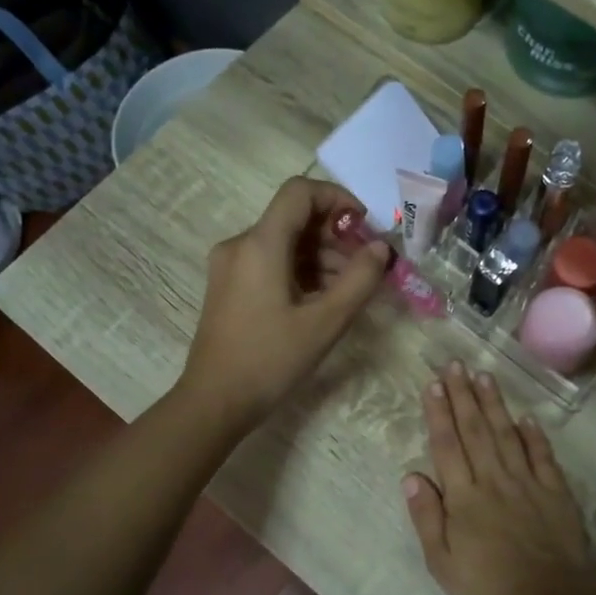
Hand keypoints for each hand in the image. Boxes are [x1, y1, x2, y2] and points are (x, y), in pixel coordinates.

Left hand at [179, 177, 391, 432]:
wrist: (214, 402)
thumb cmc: (270, 360)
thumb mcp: (325, 323)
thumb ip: (359, 280)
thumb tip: (381, 249)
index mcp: (260, 244)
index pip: (299, 192)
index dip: (337, 199)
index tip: (364, 227)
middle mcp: (240, 245)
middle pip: (293, 219)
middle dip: (334, 236)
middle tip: (365, 268)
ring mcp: (230, 266)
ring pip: (283, 243)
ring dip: (320, 257)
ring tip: (348, 292)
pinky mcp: (228, 287)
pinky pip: (269, 263)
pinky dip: (299, 272)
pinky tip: (320, 301)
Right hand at [403, 361, 595, 594]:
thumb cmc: (488, 589)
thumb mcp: (442, 563)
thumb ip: (427, 517)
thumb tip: (411, 476)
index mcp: (464, 498)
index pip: (447, 446)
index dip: (439, 413)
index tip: (433, 384)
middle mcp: (494, 480)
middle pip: (475, 431)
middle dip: (463, 395)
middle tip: (455, 365)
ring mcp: (527, 483)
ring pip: (506, 435)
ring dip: (494, 405)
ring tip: (484, 376)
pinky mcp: (555, 493)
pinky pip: (542, 456)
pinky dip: (533, 435)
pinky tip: (526, 417)